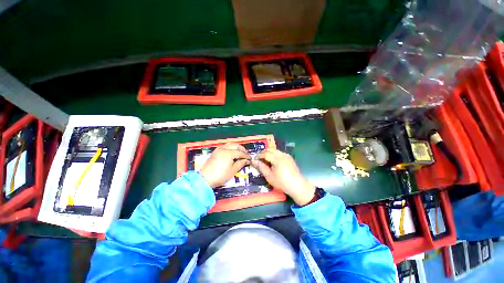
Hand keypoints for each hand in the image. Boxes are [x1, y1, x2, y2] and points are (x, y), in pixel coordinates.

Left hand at [199, 143, 250, 187]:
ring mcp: (218, 149)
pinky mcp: (215, 152)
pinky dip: (230, 148)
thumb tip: (246, 161)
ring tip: (239, 153)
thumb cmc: (220, 175)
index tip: (250, 158)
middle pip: (235, 145)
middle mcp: (224, 148)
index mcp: (229, 153)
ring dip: (236, 147)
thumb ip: (240, 164)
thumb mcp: (232, 171)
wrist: (205, 179)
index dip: (246, 155)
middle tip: (246, 154)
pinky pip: (225, 146)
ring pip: (230, 144)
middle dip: (242, 149)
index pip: (240, 152)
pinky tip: (232, 152)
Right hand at [252, 149, 315, 205]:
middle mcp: (282, 154)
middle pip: (270, 149)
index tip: (255, 160)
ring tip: (266, 161)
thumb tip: (254, 161)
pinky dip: (274, 155)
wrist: (297, 185)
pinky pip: (280, 153)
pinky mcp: (289, 157)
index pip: (265, 153)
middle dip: (263, 153)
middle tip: (259, 159)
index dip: (259, 156)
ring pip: (275, 150)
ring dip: (269, 153)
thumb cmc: (281, 182)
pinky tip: (274, 162)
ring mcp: (286, 155)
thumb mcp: (269, 176)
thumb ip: (261, 167)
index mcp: (277, 159)